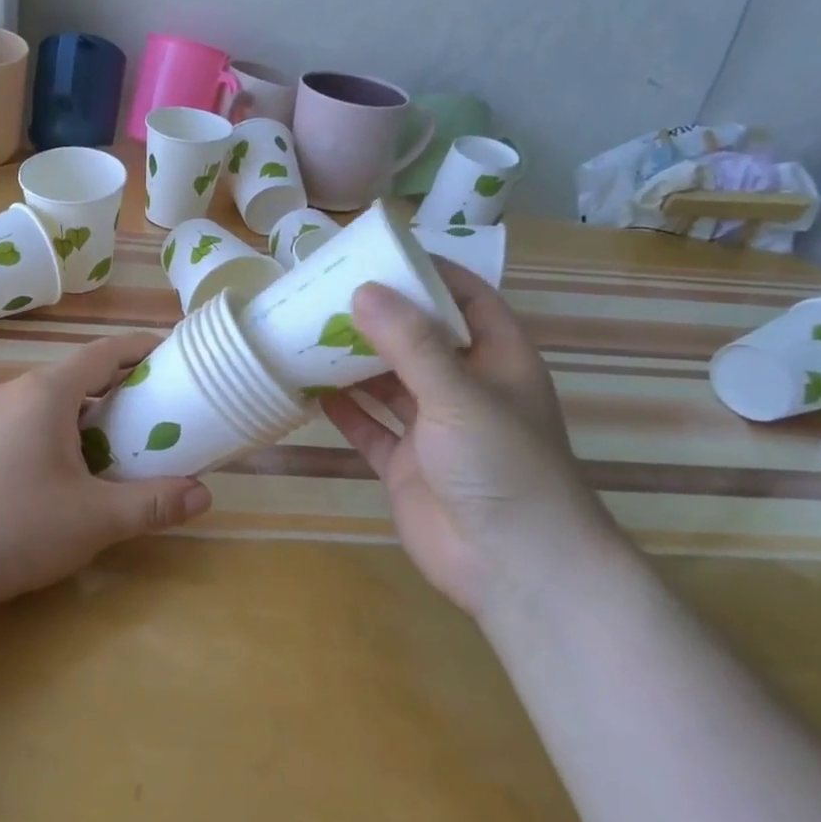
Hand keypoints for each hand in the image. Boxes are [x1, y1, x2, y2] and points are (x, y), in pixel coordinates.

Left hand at [0, 333, 212, 611]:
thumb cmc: (14, 528)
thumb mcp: (93, 519)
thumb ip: (152, 504)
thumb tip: (204, 496)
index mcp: (45, 392)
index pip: (104, 352)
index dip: (141, 348)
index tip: (173, 353)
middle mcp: (14, 391)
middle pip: (77, 374)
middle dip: (119, 385)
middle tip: (156, 408)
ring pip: (49, 399)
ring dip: (87, 410)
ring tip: (118, 440)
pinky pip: (26, 419)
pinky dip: (58, 427)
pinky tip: (66, 467)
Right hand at [319, 260, 612, 615]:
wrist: (513, 568)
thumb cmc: (501, 466)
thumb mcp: (458, 394)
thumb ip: (410, 343)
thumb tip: (363, 290)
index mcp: (497, 361)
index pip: (466, 299)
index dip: (429, 274)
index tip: (381, 253)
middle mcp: (465, 389)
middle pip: (419, 339)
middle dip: (378, 317)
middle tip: (327, 291)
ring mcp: (434, 430)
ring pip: (388, 383)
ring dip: (354, 362)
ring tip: (307, 332)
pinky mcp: (406, 465)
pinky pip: (369, 428)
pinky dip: (343, 411)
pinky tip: (309, 390)